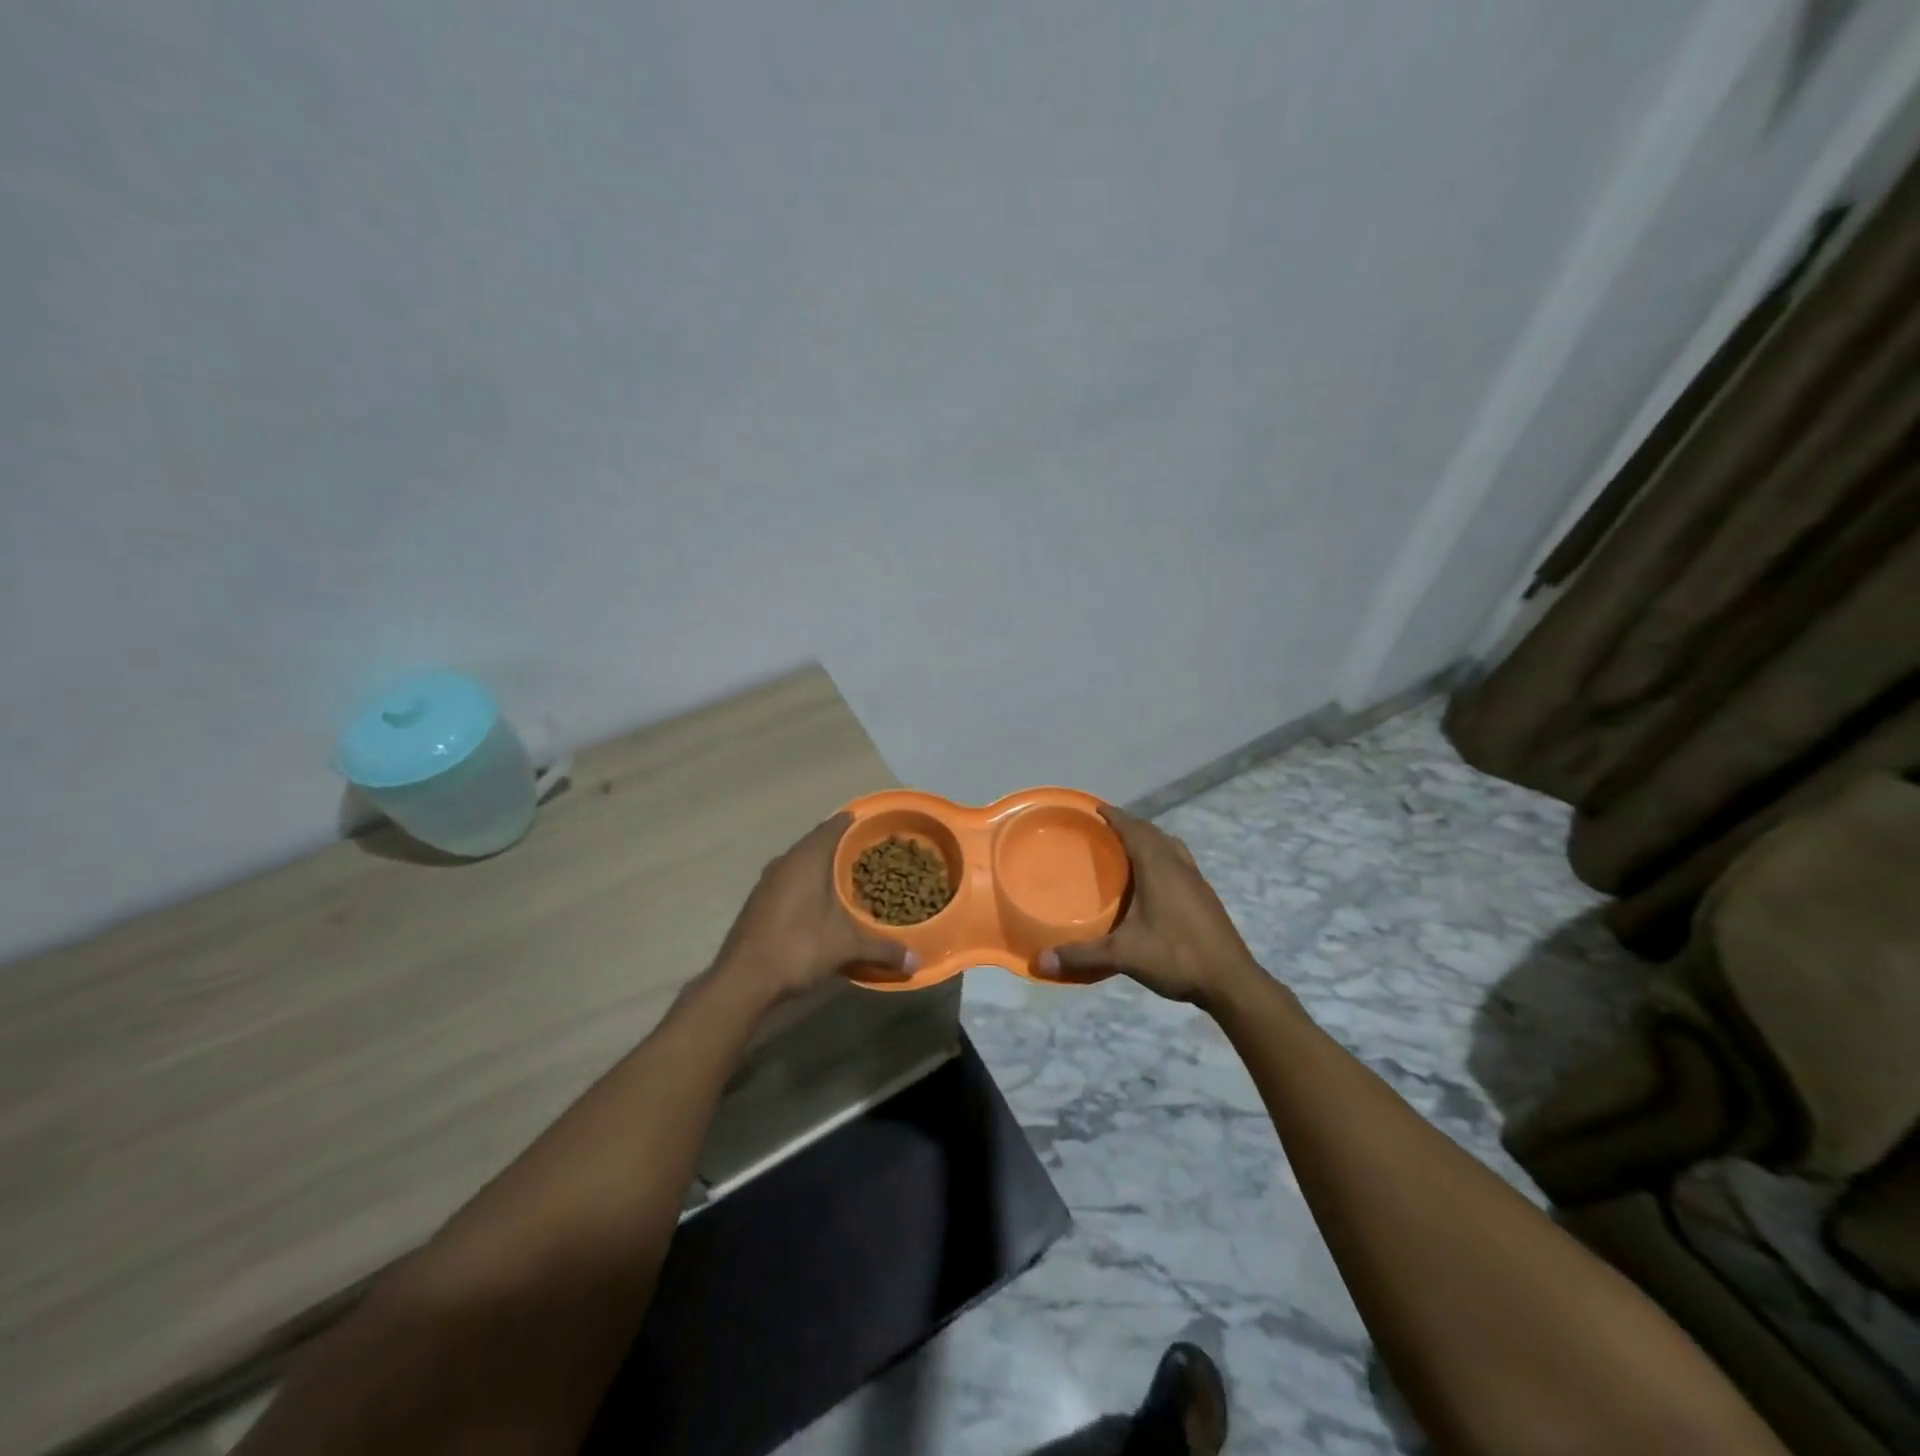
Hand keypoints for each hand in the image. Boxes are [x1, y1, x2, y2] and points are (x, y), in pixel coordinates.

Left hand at [711, 813, 917, 1005]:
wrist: (743, 979)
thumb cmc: (799, 947)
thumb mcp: (847, 947)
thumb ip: (882, 948)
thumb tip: (915, 962)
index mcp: (807, 859)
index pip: (832, 827)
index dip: (850, 823)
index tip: (868, 822)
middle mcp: (785, 862)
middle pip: (815, 843)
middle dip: (838, 845)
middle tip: (864, 852)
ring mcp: (767, 882)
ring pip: (798, 862)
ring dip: (818, 865)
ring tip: (843, 875)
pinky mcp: (757, 902)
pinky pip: (787, 880)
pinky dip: (804, 883)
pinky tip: (816, 902)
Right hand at [1037, 806, 1261, 1008]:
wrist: (1230, 981)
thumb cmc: (1176, 956)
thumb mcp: (1124, 955)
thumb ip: (1082, 955)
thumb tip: (1040, 961)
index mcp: (1158, 867)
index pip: (1134, 829)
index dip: (1115, 816)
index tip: (1096, 809)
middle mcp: (1179, 865)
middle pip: (1153, 833)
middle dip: (1130, 825)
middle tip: (1105, 829)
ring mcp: (1196, 879)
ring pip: (1170, 845)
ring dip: (1150, 839)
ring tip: (1128, 849)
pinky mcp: (1206, 896)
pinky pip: (1180, 861)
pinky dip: (1163, 857)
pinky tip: (1154, 881)